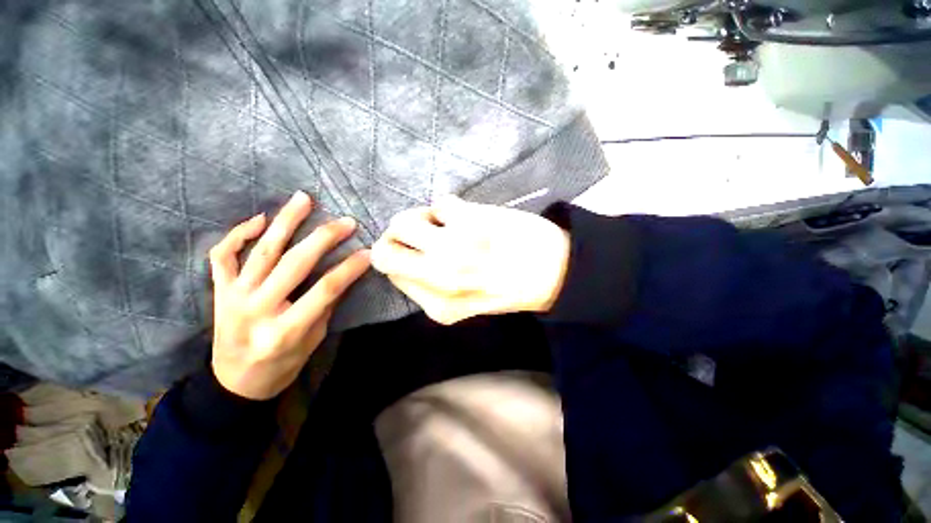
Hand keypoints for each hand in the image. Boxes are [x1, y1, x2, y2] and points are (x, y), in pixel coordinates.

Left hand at [208, 191, 370, 399]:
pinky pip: (223, 256)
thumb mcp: (313, 341)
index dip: (350, 268)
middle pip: (295, 263)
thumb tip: (343, 275)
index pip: (325, 289)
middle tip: (346, 222)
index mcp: (285, 330)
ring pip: (262, 250)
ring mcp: (233, 297)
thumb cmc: (282, 366)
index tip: (368, 252)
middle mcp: (256, 309)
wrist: (234, 383)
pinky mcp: (219, 291)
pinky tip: (258, 219)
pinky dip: (238, 234)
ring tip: (303, 199)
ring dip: (285, 221)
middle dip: (324, 238)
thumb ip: (325, 306)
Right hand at [371, 195, 569, 324]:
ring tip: (445, 223)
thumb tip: (407, 256)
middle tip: (418, 233)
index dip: (400, 259)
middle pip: (385, 251)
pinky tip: (468, 216)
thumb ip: (432, 288)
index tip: (415, 251)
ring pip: (403, 221)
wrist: (557, 270)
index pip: (393, 275)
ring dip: (422, 219)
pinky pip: (440, 203)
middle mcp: (439, 279)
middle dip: (395, 239)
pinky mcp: (468, 220)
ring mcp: (452, 248)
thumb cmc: (512, 287)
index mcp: (440, 306)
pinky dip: (450, 208)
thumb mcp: (467, 303)